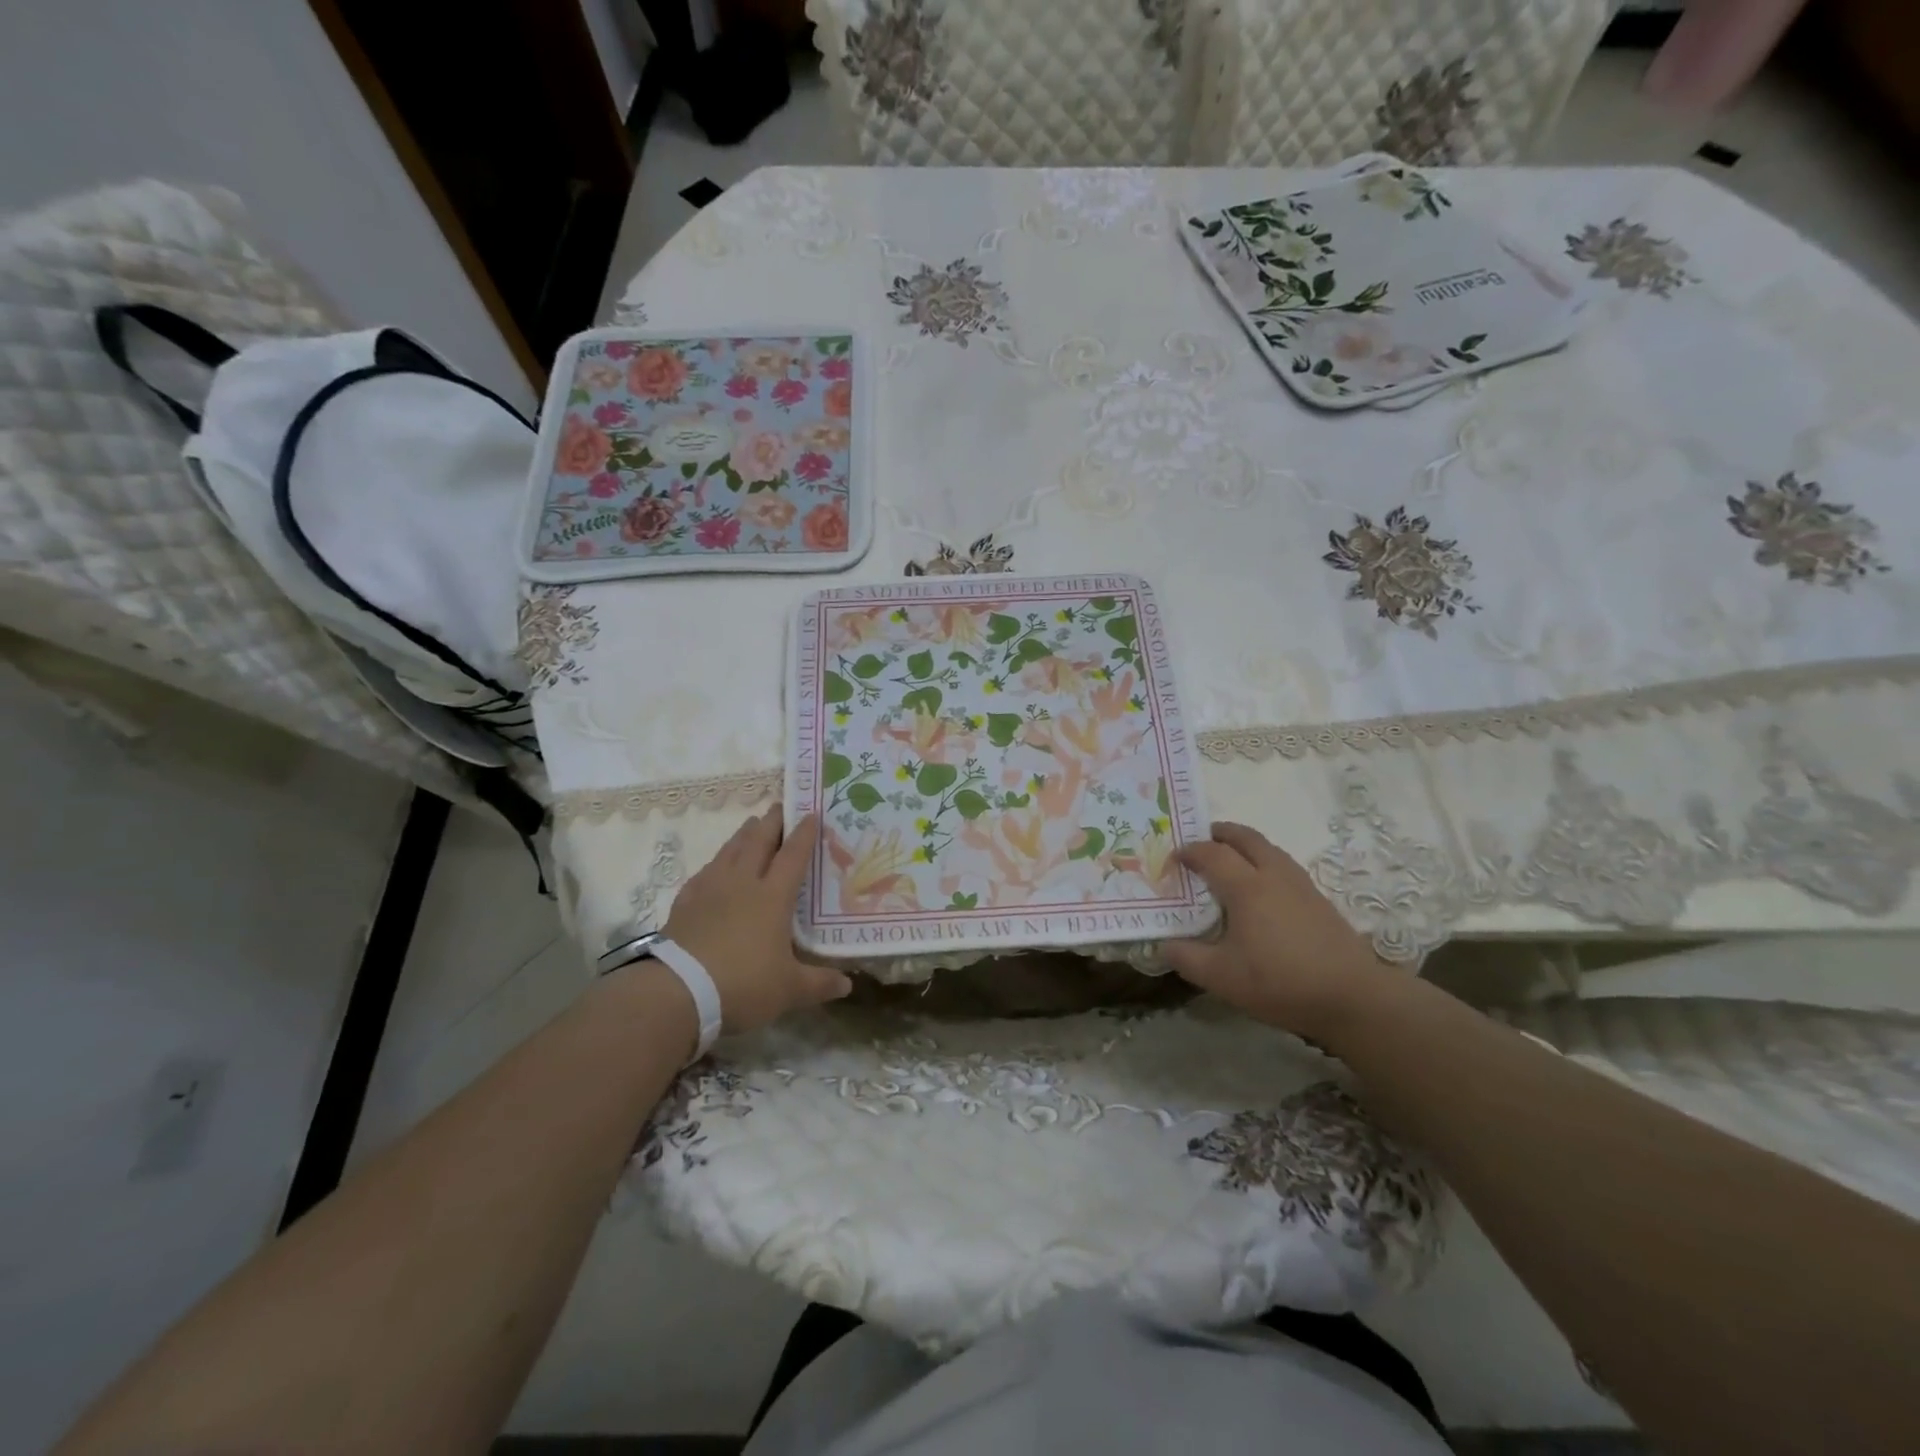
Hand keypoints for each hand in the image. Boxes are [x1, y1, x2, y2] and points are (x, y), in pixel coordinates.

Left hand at [661, 809, 851, 1034]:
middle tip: (781, 806)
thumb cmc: (742, 984)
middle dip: (772, 822)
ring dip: (743, 835)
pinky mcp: (685, 904)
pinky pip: (704, 873)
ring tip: (751, 824)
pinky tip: (715, 867)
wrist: (677, 992)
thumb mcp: (788, 990)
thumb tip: (848, 986)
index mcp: (773, 897)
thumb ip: (819, 984)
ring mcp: (710, 891)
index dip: (804, 834)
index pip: (793, 856)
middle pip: (759, 843)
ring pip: (729, 851)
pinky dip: (715, 863)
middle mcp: (742, 884)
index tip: (811, 813)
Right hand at [1164, 822, 1397, 1042]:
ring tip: (1229, 861)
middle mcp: (1273, 875)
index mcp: (1246, 887)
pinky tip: (1262, 890)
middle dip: (1220, 833)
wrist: (1352, 997)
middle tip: (1201, 841)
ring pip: (1268, 848)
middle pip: (1245, 837)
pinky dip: (1263, 862)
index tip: (1173, 860)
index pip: (1211, 854)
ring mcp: (1300, 885)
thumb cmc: (1280, 982)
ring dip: (1244, 845)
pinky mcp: (1318, 899)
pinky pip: (1283, 865)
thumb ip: (1186, 958)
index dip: (1188, 852)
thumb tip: (1163, 945)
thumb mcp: (1221, 977)